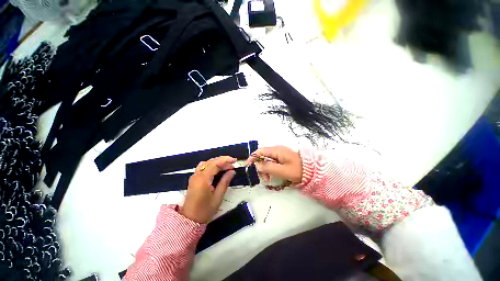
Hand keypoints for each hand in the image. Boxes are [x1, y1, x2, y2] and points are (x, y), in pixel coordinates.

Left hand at [180, 156, 236, 222]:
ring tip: (226, 166)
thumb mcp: (218, 196)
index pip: (215, 164)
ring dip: (217, 162)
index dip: (225, 160)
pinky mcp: (194, 179)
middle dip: (222, 161)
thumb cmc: (205, 210)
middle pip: (211, 162)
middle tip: (232, 164)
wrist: (189, 220)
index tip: (235, 161)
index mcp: (203, 179)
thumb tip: (232, 171)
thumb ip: (225, 182)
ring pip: (206, 163)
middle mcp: (197, 175)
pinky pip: (203, 167)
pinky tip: (218, 170)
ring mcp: (194, 176)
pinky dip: (212, 165)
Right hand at [246, 146, 302, 184]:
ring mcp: (280, 154)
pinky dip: (270, 168)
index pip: (260, 151)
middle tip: (263, 178)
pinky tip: (272, 175)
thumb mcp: (283, 170)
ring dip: (265, 168)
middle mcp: (277, 150)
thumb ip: (269, 167)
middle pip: (263, 156)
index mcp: (277, 151)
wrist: (312, 170)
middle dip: (260, 166)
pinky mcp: (282, 158)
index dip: (252, 157)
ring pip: (267, 159)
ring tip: (268, 179)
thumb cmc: (298, 170)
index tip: (247, 165)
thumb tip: (257, 165)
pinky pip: (272, 162)